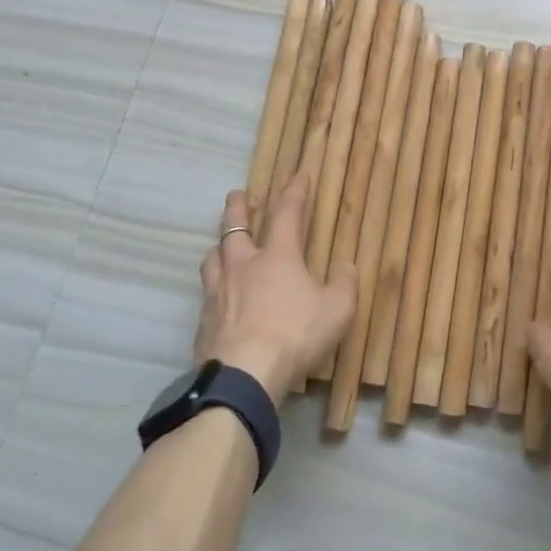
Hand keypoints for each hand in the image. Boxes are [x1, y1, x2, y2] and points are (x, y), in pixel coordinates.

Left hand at [196, 172, 356, 403]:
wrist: (244, 375)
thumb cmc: (295, 335)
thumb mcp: (337, 310)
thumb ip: (344, 284)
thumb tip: (347, 265)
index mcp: (278, 256)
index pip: (286, 213)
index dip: (293, 191)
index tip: (297, 174)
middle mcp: (243, 265)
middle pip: (234, 226)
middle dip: (238, 206)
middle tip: (239, 194)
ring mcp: (218, 291)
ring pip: (213, 255)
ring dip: (220, 244)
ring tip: (223, 244)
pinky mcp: (204, 318)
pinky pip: (207, 290)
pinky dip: (214, 284)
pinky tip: (218, 294)